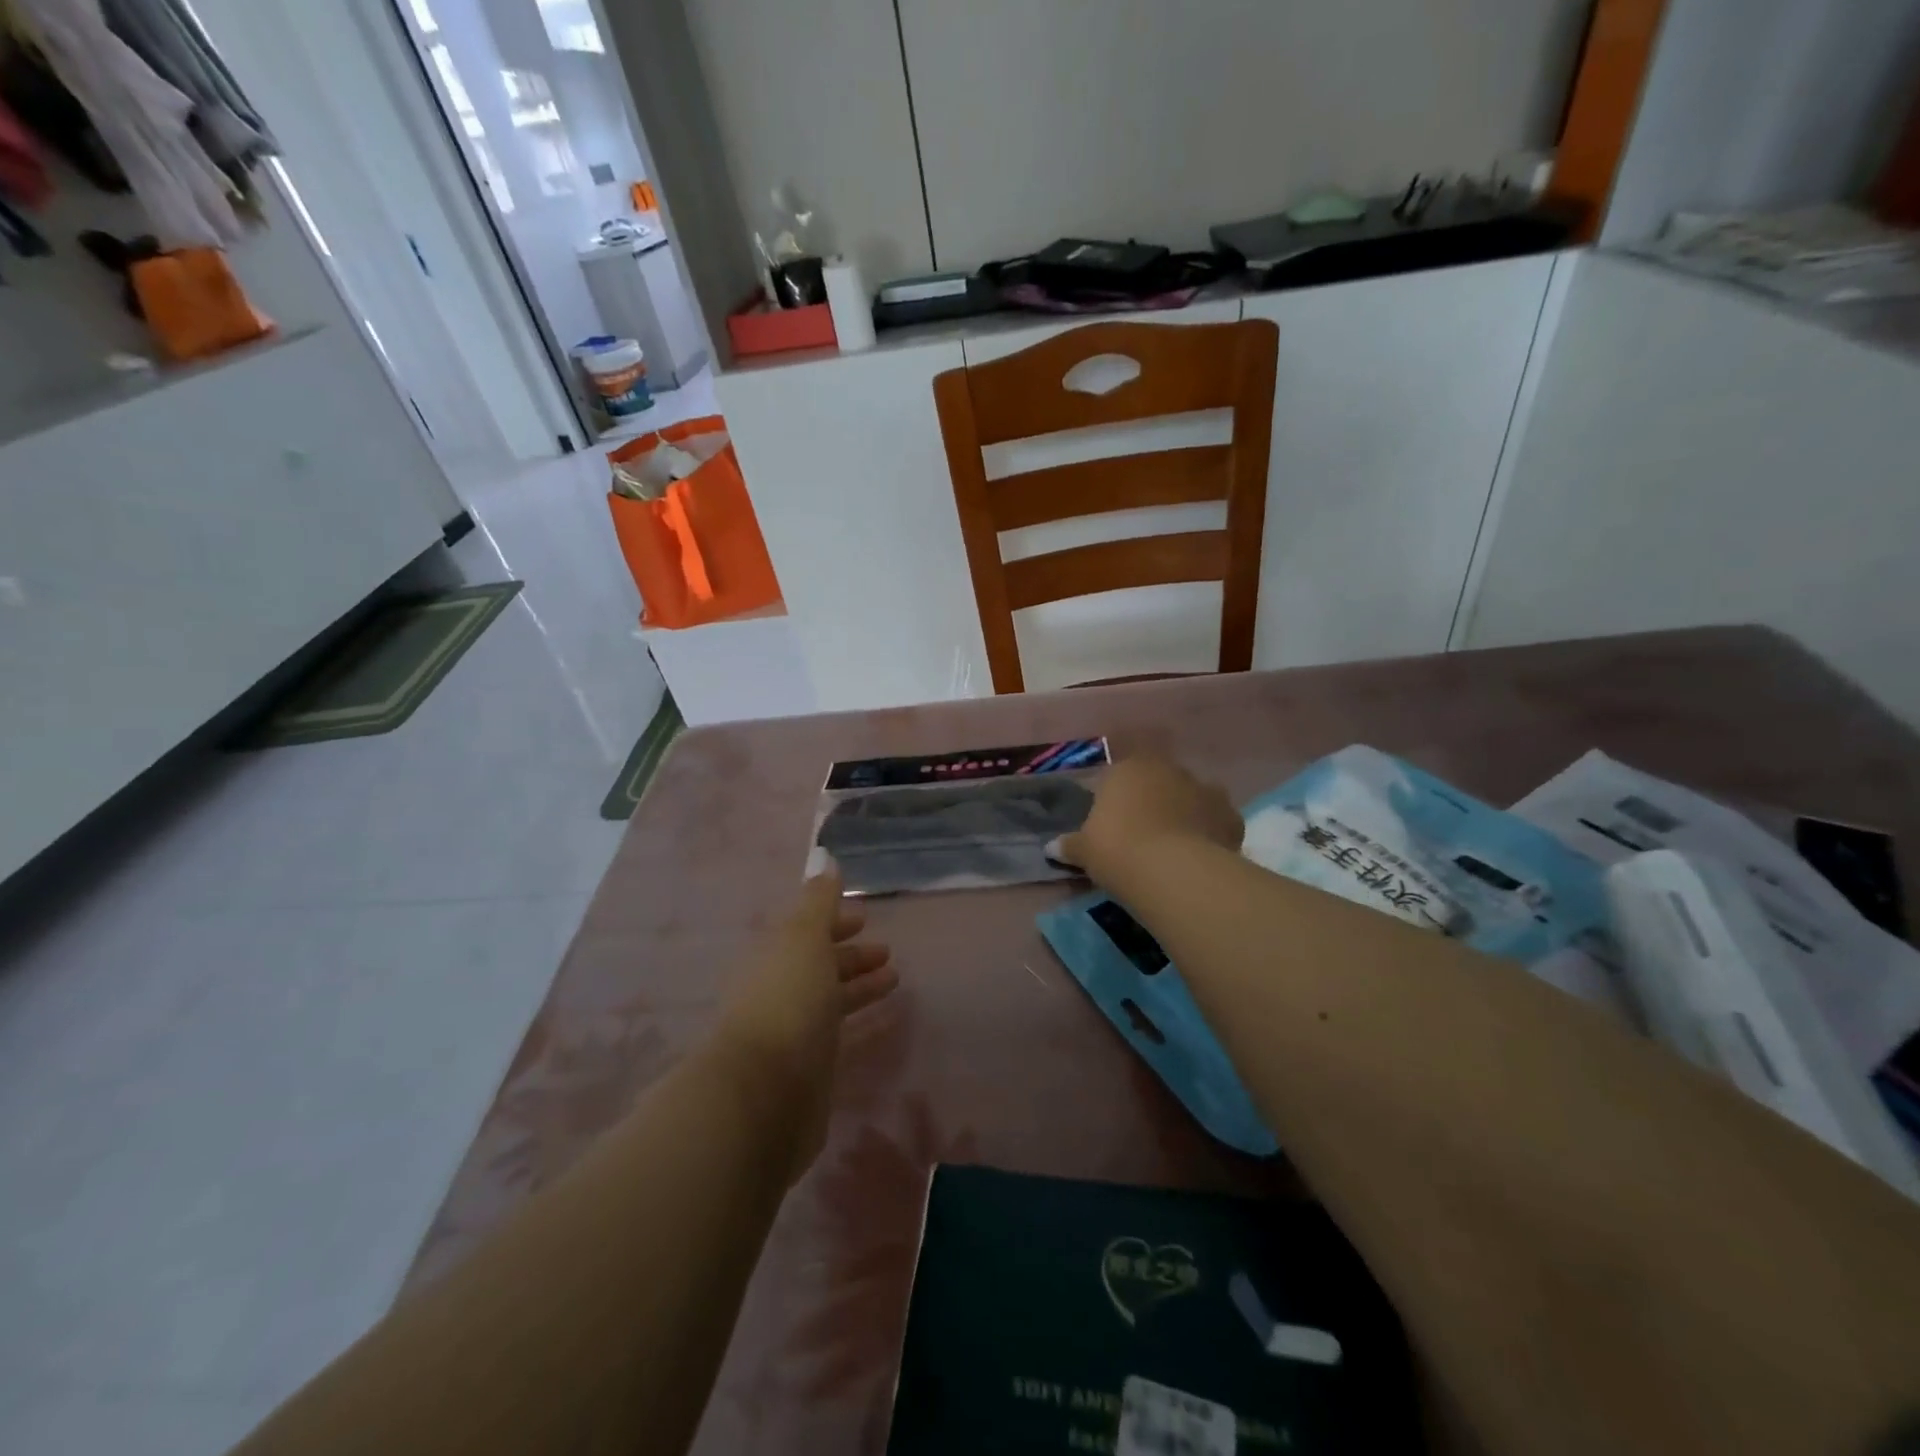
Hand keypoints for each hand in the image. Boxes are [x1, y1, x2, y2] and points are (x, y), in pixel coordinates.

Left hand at [711, 872, 895, 1179]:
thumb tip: (826, 859)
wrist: (762, 1096)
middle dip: (851, 956)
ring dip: (859, 987)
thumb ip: (819, 902)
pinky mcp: (807, 1070)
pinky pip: (838, 1036)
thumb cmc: (786, 1002)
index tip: (866, 918)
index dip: (835, 922)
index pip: (806, 933)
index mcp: (774, 958)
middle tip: (887, 952)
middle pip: (818, 967)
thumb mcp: (804, 939)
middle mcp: (779, 992)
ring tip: (895, 981)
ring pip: (829, 1001)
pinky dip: (860, 1022)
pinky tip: (883, 1023)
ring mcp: (791, 1033)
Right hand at [1054, 755, 1242, 887]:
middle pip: (1158, 782)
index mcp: (1129, 768)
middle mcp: (1169, 769)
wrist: (1172, 871)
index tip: (1111, 825)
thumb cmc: (1117, 848)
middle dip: (1152, 802)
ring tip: (1173, 846)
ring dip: (1184, 814)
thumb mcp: (1084, 850)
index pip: (1118, 775)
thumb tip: (1051, 849)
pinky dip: (1210, 833)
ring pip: (1191, 798)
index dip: (1115, 799)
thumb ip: (1069, 845)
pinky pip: (1216, 822)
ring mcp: (1205, 789)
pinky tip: (1201, 855)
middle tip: (1141, 835)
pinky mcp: (1230, 816)